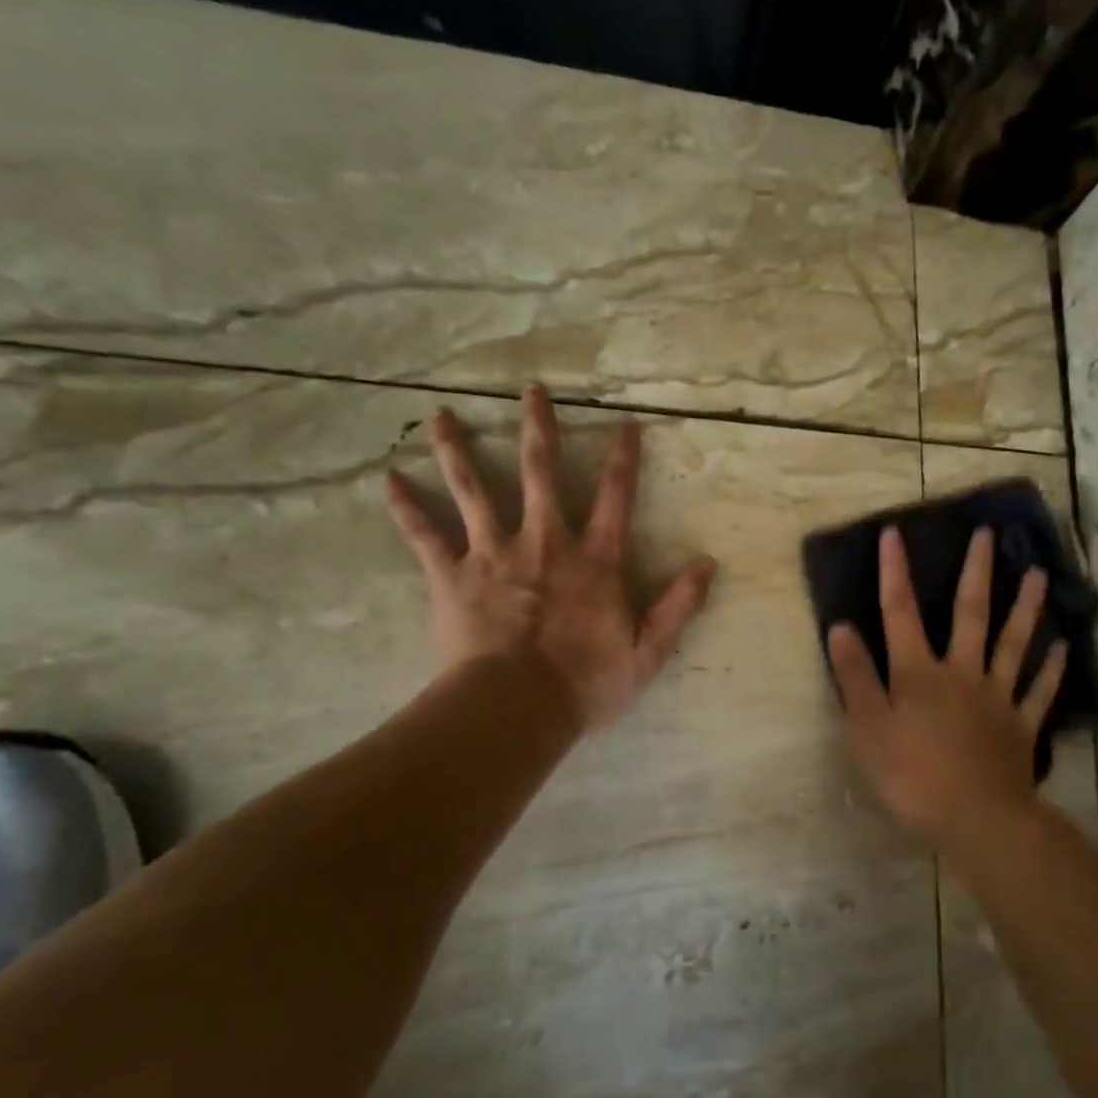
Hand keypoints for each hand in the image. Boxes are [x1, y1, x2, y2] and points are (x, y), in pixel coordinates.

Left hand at [384, 384, 718, 729]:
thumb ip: (680, 604)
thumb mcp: (648, 650)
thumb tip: (709, 564)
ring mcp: (493, 554)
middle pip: (540, 472)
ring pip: (474, 490)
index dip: (623, 458)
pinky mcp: (452, 576)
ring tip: (440, 414)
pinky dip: (406, 508)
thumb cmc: (586, 682)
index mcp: (594, 559)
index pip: (615, 497)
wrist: (515, 708)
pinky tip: (388, 480)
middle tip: (530, 390)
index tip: (625, 423)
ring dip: (458, 450)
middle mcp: (545, 542)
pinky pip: (425, 536)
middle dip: (538, 428)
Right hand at [828, 525, 1067, 844]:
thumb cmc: (912, 776)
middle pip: (970, 614)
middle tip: (989, 535)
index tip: (895, 533)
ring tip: (1038, 575)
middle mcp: (961, 673)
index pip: (901, 612)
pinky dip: (1051, 669)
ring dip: (1026, 607)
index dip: (895, 572)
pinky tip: (1063, 648)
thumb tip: (841, 627)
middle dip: (977, 572)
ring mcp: (997, 697)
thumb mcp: (867, 728)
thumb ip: (855, 677)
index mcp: (919, 673)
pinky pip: (1039, 692)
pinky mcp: (1021, 726)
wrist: (977, 820)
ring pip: (1013, 643)